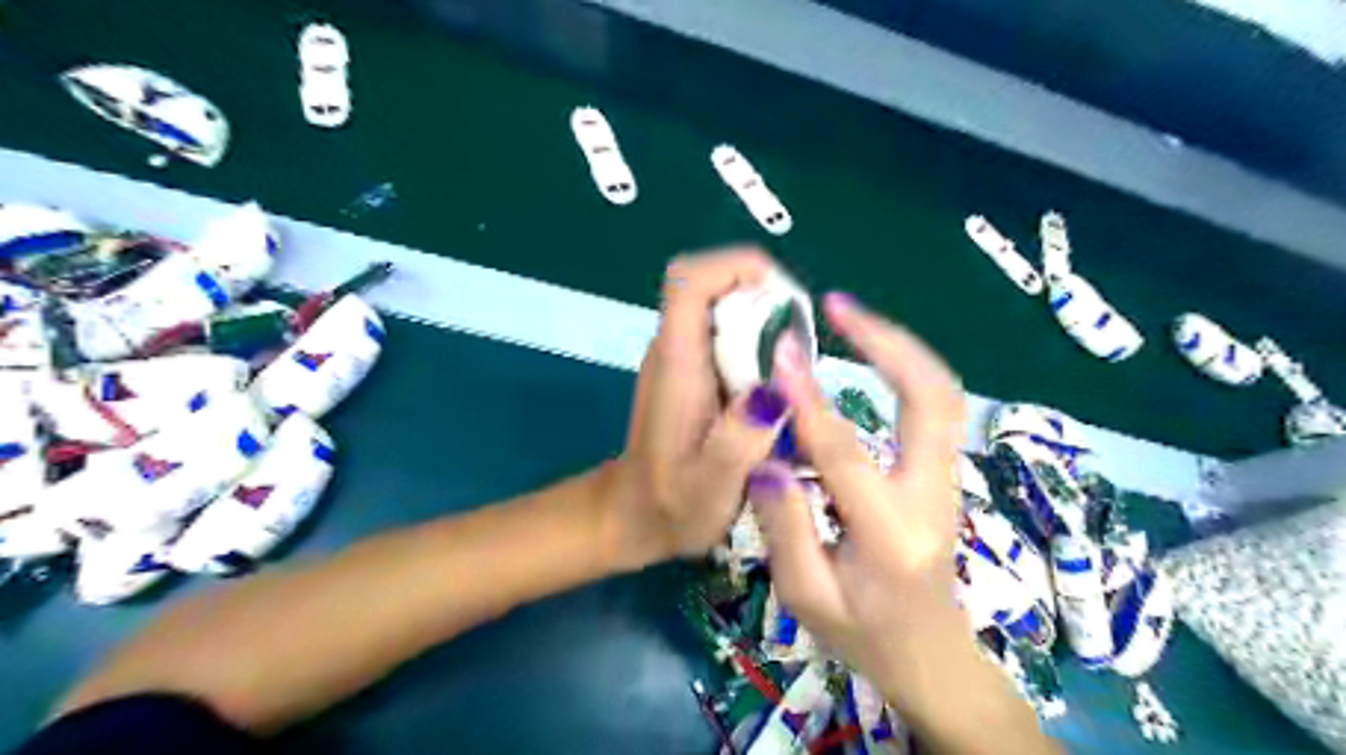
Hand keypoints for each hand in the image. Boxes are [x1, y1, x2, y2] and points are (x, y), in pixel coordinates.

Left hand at [605, 251, 789, 569]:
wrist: (635, 516)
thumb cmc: (671, 504)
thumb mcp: (713, 484)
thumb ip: (742, 438)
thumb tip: (779, 385)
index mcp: (676, 363)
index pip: (688, 280)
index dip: (735, 267)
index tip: (784, 296)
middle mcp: (674, 349)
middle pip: (713, 285)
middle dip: (765, 296)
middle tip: (803, 344)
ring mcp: (681, 358)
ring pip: (723, 308)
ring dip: (766, 321)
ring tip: (796, 367)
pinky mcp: (691, 371)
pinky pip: (728, 335)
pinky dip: (758, 344)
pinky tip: (777, 385)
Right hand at [746, 293, 969, 702]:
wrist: (932, 656)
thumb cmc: (865, 637)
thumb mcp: (807, 597)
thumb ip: (784, 528)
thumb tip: (766, 459)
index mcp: (891, 535)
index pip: (844, 454)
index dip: (808, 399)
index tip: (781, 351)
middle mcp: (931, 495)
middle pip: (933, 400)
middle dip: (889, 342)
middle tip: (840, 305)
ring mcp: (946, 480)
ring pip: (942, 395)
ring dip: (901, 347)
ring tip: (851, 316)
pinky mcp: (942, 472)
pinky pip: (933, 406)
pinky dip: (904, 367)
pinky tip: (869, 351)